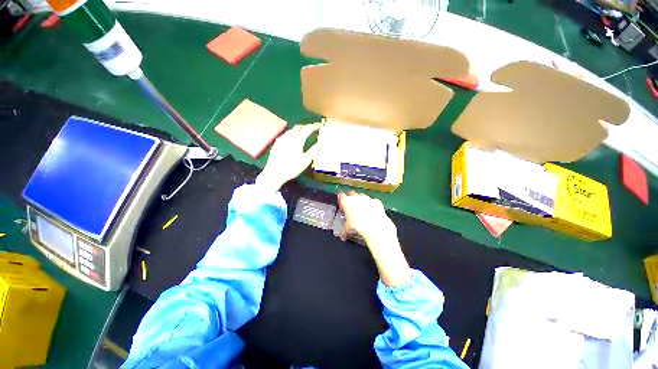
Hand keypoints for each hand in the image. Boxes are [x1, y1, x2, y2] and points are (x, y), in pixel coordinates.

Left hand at [255, 123, 320, 191]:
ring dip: (298, 129)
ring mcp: (281, 139)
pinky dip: (292, 134)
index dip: (314, 126)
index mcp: (297, 140)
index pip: (307, 129)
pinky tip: (292, 139)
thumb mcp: (306, 160)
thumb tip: (321, 144)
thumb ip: (314, 151)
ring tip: (303, 132)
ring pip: (291, 130)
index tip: (319, 126)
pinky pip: (285, 135)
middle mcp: (289, 137)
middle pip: (298, 127)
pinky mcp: (276, 143)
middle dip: (306, 126)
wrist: (274, 173)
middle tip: (312, 128)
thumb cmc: (292, 168)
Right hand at [338, 191, 410, 285]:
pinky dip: (372, 204)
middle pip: (353, 195)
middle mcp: (359, 201)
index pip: (343, 197)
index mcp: (350, 205)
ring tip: (361, 205)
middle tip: (350, 202)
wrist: (379, 234)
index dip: (341, 198)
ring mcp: (370, 202)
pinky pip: (374, 202)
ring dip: (361, 200)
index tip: (340, 198)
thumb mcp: (349, 232)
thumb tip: (342, 236)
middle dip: (351, 197)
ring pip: (364, 197)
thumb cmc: (361, 232)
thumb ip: (345, 232)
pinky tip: (373, 209)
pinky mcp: (379, 206)